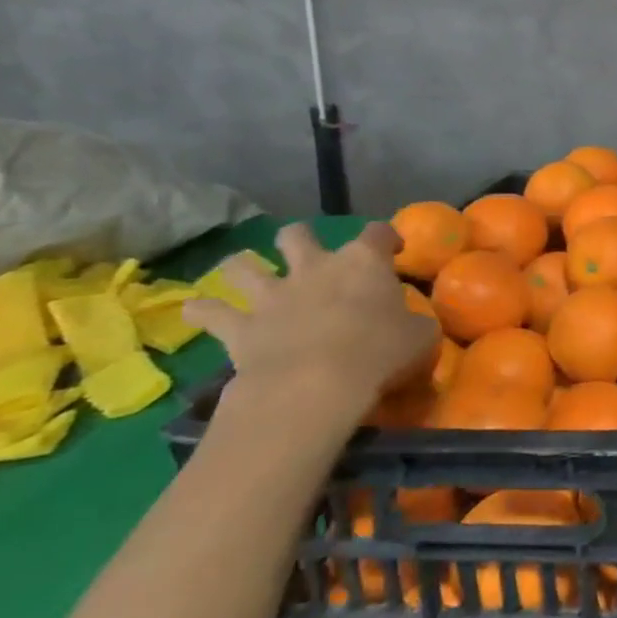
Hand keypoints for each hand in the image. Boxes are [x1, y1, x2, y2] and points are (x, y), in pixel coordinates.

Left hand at [183, 223, 438, 448]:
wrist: (316, 385)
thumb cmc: (380, 352)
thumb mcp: (420, 338)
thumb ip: (416, 324)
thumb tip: (414, 325)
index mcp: (363, 262)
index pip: (378, 232)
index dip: (387, 238)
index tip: (394, 250)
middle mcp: (315, 267)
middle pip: (298, 234)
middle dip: (301, 240)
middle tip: (310, 257)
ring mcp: (273, 295)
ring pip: (244, 265)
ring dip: (243, 267)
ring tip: (246, 275)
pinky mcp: (240, 327)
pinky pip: (210, 313)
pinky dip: (203, 311)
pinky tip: (196, 312)